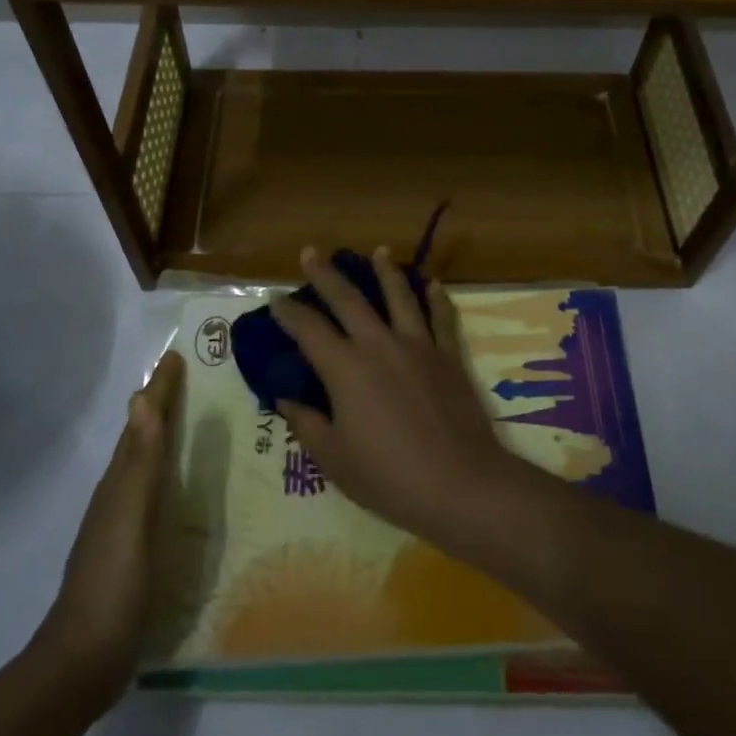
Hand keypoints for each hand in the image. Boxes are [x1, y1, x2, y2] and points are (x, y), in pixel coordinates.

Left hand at [30, 350, 183, 703]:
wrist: (84, 661)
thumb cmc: (112, 583)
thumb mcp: (130, 517)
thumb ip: (140, 462)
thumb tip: (140, 400)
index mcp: (120, 484)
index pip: (142, 424)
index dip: (158, 391)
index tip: (175, 356)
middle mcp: (119, 496)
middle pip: (141, 439)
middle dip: (160, 405)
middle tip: (188, 378)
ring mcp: (124, 525)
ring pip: (146, 465)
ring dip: (163, 437)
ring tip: (190, 419)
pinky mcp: (134, 550)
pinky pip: (155, 494)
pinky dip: (168, 474)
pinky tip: (181, 485)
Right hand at [271, 247, 523, 552]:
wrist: (459, 483)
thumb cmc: (389, 477)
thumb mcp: (334, 459)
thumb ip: (307, 423)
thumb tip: (286, 397)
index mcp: (346, 369)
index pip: (309, 330)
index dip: (289, 313)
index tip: (276, 301)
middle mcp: (380, 345)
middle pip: (348, 299)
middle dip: (326, 274)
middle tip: (311, 252)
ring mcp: (418, 346)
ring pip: (399, 296)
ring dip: (385, 271)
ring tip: (378, 251)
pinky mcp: (449, 355)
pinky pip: (441, 317)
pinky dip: (436, 298)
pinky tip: (432, 284)